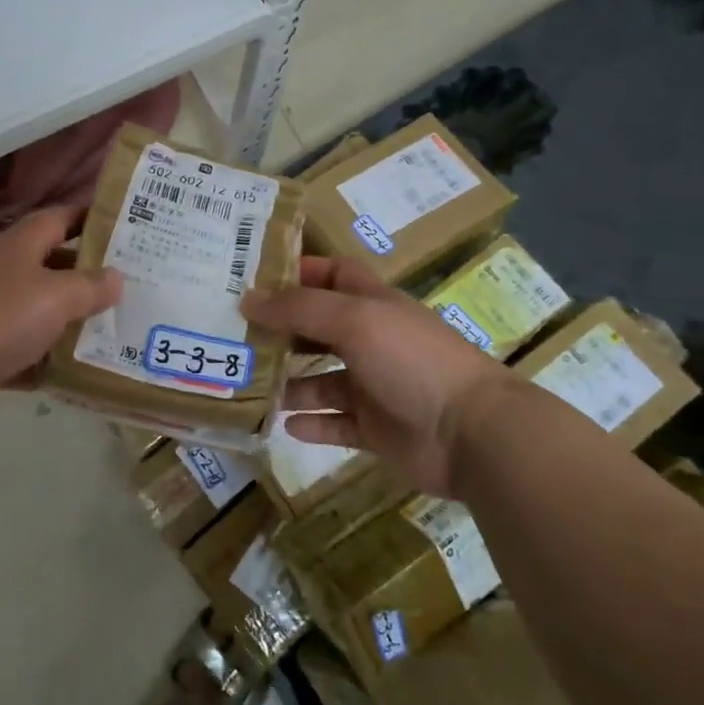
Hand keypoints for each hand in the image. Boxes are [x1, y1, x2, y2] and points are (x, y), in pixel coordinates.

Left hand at [0, 207, 121, 443]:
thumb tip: (116, 277)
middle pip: (49, 267)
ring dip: (67, 323)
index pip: (58, 219)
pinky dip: (41, 362)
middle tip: (131, 289)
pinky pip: (18, 354)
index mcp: (17, 246)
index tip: (125, 227)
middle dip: (86, 277)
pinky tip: (72, 375)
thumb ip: (89, 287)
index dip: (89, 219)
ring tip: (112, 333)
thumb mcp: (54, 297)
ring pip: (35, 313)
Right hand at [241, 257, 513, 496]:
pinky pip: (334, 424)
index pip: (332, 274)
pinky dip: (310, 423)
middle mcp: (371, 341)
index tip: (254, 277)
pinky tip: (283, 423)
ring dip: (288, 381)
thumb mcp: (353, 319)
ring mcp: (373, 387)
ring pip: (320, 380)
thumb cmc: (411, 360)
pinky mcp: (375, 429)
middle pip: (318, 328)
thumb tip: (247, 299)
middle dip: (281, 330)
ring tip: (247, 383)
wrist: (470, 433)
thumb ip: (298, 308)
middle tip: (233, 333)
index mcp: (372, 304)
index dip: (299, 272)